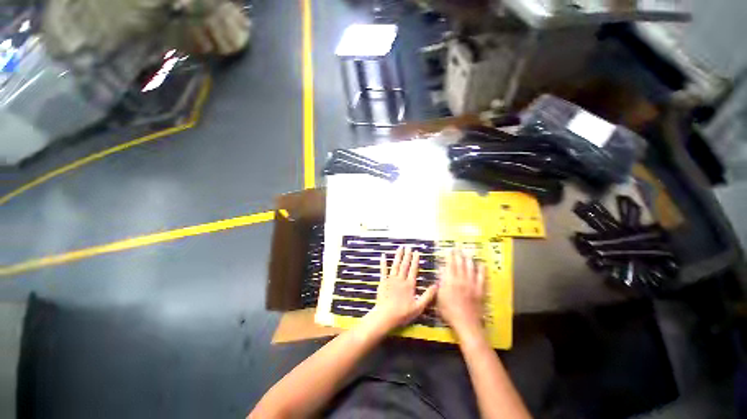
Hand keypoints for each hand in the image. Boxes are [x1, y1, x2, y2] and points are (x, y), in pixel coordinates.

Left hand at [363, 246, 437, 334]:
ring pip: (395, 265)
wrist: (385, 316)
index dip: (415, 260)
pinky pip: (383, 270)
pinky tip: (383, 256)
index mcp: (409, 285)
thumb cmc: (402, 313)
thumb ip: (428, 296)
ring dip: (398, 256)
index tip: (416, 252)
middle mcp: (400, 279)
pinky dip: (383, 263)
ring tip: (400, 248)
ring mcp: (391, 280)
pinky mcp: (383, 282)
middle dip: (407, 255)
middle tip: (408, 246)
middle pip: (404, 265)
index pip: (413, 269)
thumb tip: (436, 286)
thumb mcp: (419, 307)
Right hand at [436, 248, 485, 337]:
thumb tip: (441, 273)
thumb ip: (440, 284)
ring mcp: (471, 284)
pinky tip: (481, 264)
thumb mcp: (439, 298)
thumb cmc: (449, 312)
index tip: (449, 250)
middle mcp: (461, 280)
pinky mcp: (479, 290)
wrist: (465, 322)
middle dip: (458, 254)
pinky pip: (481, 278)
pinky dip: (481, 270)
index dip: (449, 256)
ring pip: (470, 268)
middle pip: (460, 264)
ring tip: (468, 252)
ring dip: (469, 259)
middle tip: (458, 247)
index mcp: (450, 281)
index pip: (449, 265)